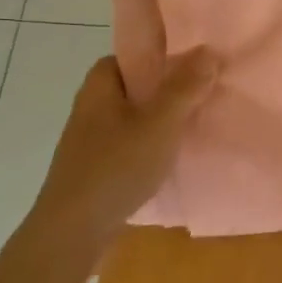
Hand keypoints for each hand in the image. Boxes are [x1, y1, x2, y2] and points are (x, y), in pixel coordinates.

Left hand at [34, 50, 217, 234]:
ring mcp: (92, 139)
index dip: (164, 54)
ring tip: (198, 123)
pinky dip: (152, 145)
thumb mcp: (160, 123)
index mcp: (100, 84)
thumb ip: (185, 87)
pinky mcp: (97, 167)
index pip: (134, 54)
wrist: (73, 231)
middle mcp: (91, 106)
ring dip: (163, 119)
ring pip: (136, 117)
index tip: (195, 62)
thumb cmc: (116, 166)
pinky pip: (132, 143)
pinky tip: (174, 156)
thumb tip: (208, 50)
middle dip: (169, 88)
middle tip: (205, 91)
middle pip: (137, 86)